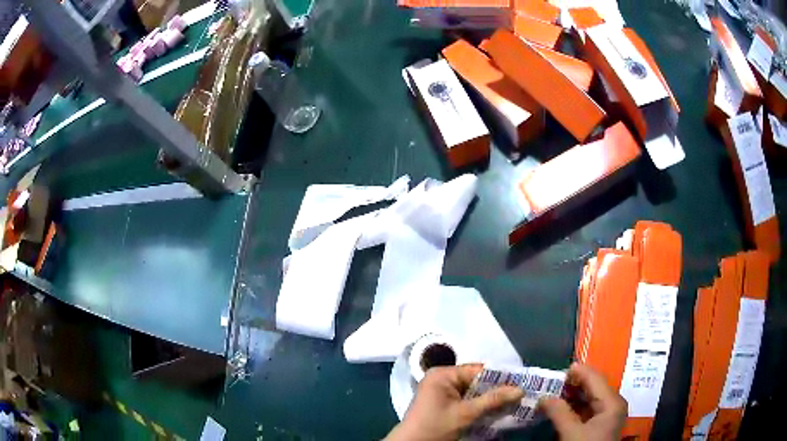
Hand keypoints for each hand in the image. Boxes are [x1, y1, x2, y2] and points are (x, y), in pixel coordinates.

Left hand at [385, 364, 523, 440]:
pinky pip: (466, 399)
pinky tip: (495, 409)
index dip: (500, 376)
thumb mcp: (466, 413)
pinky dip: (479, 404)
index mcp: (442, 374)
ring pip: (472, 390)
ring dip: (489, 397)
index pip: (477, 370)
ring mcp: (441, 390)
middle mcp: (441, 378)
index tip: (521, 381)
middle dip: (496, 388)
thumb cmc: (435, 427)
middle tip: (520, 393)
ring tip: (513, 400)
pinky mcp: (443, 402)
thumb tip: (521, 389)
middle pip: (475, 380)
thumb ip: (493, 399)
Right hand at [538, 363, 627, 440]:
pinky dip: (574, 407)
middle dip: (572, 384)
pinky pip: (587, 409)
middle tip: (550, 382)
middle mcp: (613, 404)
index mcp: (612, 402)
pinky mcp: (600, 425)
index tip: (558, 369)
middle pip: (593, 387)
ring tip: (552, 393)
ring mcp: (607, 415)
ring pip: (589, 398)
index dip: (578, 371)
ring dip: (571, 396)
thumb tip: (543, 397)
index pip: (595, 379)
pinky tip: (560, 407)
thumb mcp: (571, 433)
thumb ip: (559, 413)